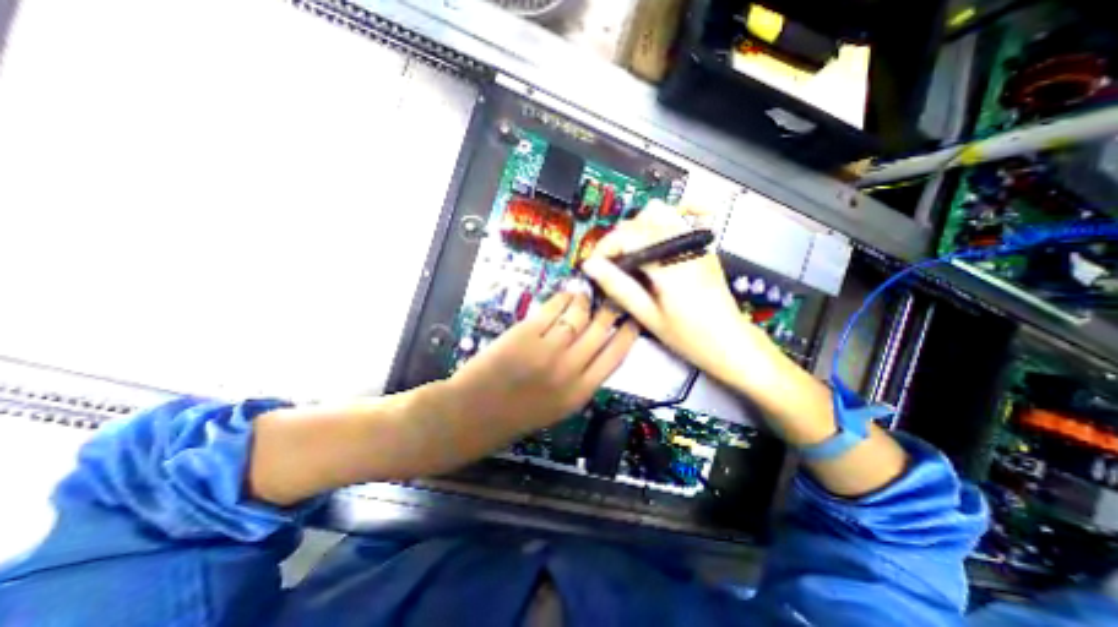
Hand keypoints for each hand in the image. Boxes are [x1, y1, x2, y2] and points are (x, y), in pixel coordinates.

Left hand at [447, 291, 636, 432]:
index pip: (616, 356)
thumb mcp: (560, 406)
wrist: (474, 414)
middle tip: (613, 299)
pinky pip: (553, 309)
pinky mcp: (525, 334)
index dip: (628, 334)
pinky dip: (562, 298)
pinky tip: (565, 295)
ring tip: (584, 296)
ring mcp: (547, 350)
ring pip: (578, 315)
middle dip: (610, 310)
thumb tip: (597, 346)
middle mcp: (569, 369)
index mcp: (580, 392)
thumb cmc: (517, 414)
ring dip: (584, 301)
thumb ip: (581, 379)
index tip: (632, 320)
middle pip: (600, 330)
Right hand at [577, 200, 768, 386]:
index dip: (603, 248)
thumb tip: (591, 267)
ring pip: (658, 213)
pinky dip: (658, 223)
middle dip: (617, 239)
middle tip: (608, 265)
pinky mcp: (701, 246)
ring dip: (636, 229)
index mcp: (670, 264)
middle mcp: (684, 244)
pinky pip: (677, 218)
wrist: (732, 343)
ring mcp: (696, 242)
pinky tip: (652, 241)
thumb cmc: (690, 337)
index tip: (592, 266)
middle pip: (639, 221)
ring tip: (628, 255)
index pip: (627, 236)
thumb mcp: (649, 317)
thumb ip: (619, 287)